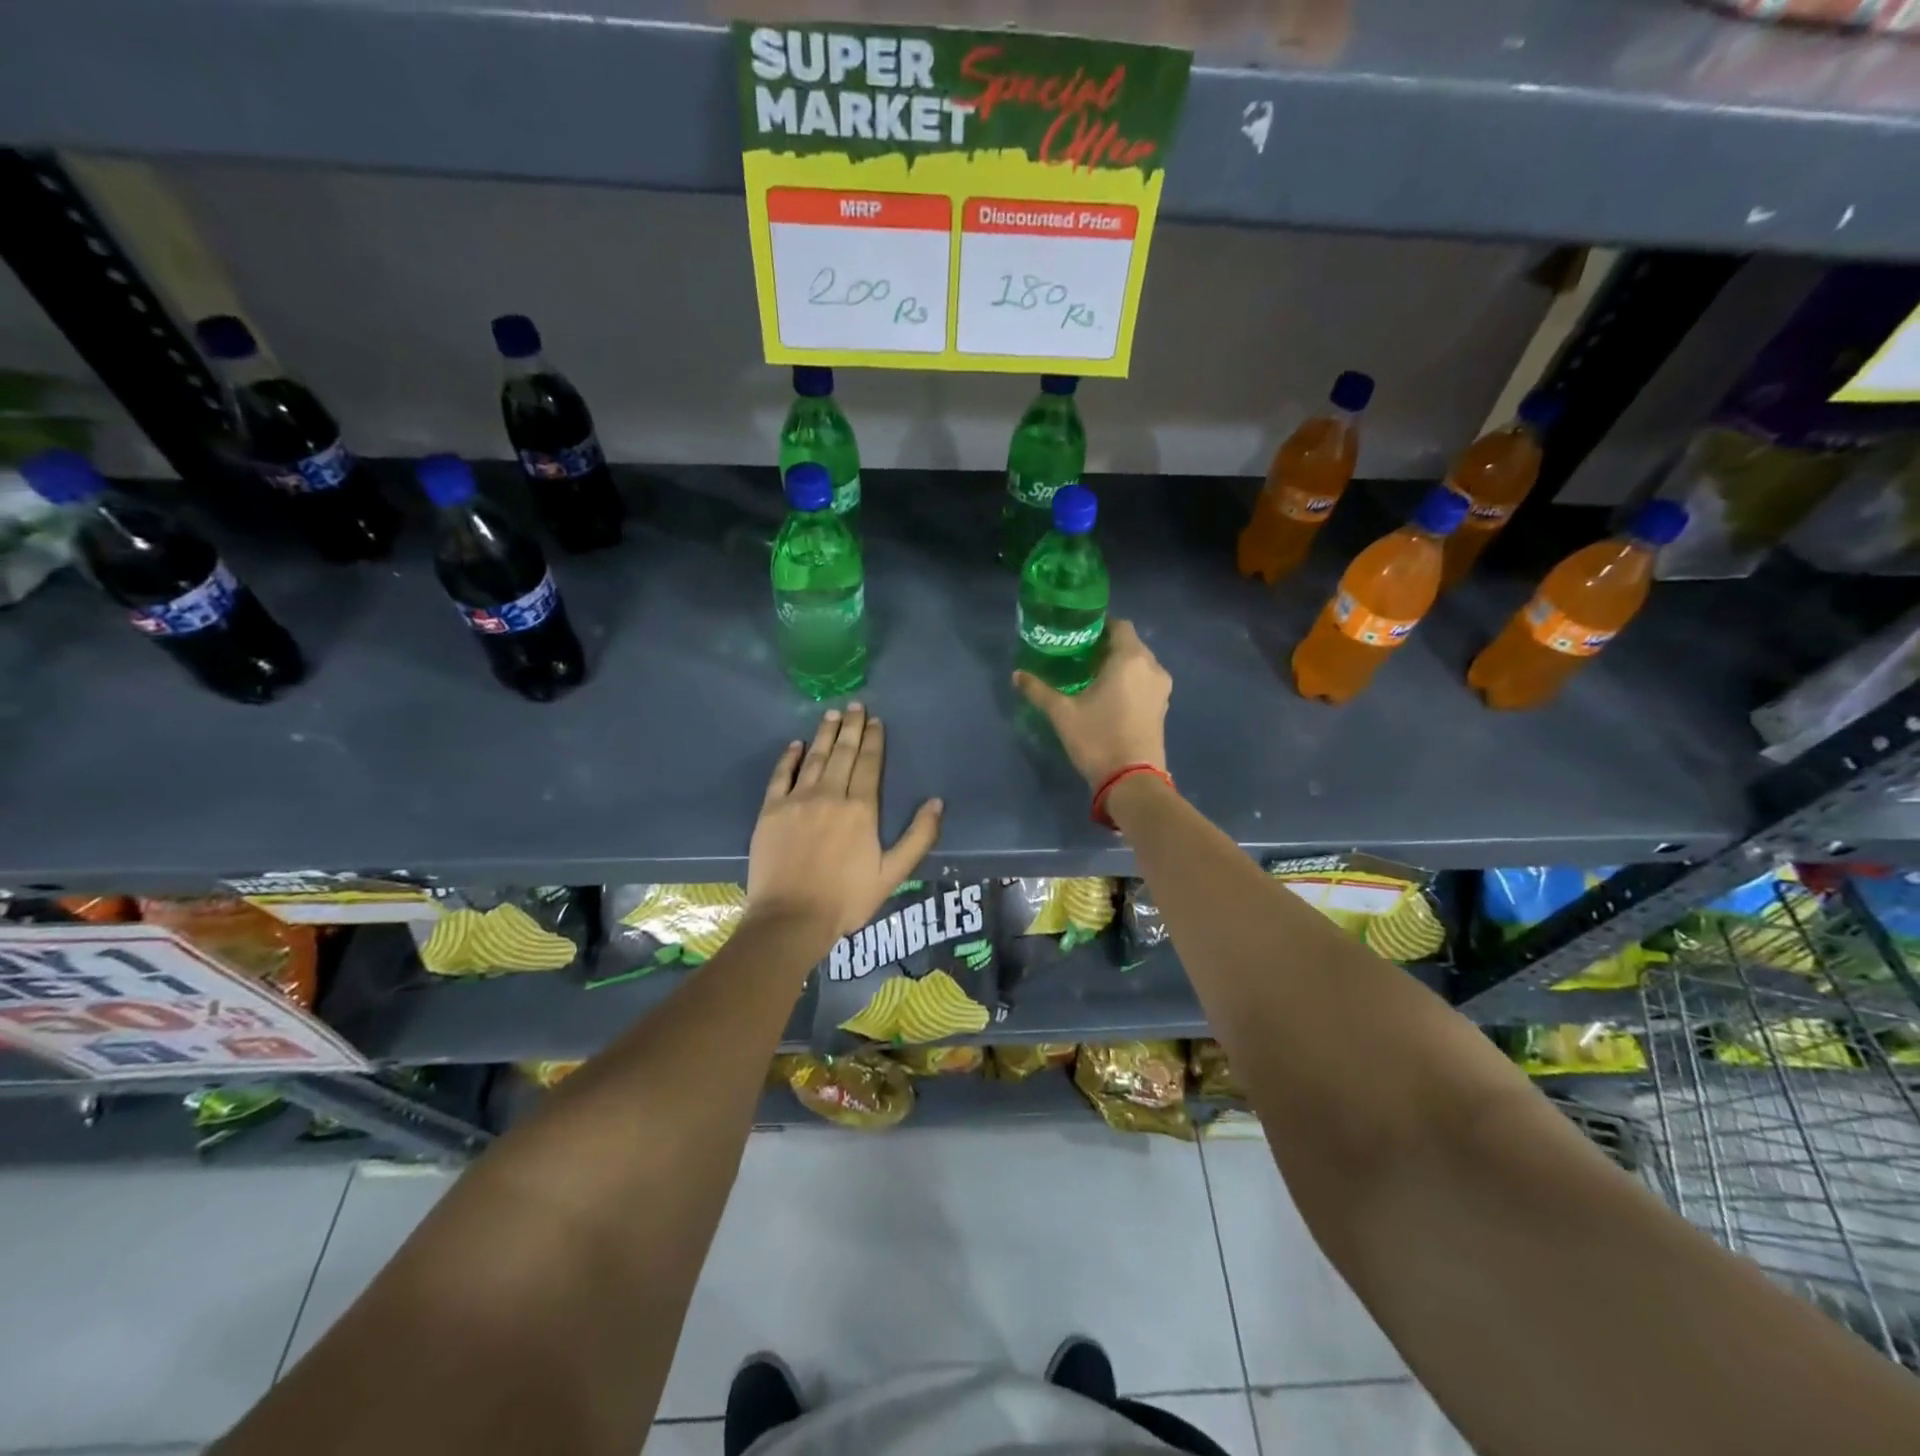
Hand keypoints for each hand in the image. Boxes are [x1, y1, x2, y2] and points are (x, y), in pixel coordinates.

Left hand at [746, 704, 942, 947]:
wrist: (790, 918)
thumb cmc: (846, 899)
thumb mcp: (893, 873)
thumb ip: (918, 836)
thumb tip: (936, 802)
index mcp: (861, 809)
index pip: (869, 764)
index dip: (873, 740)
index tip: (875, 720)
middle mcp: (830, 795)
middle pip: (843, 753)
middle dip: (851, 727)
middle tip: (855, 705)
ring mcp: (797, 800)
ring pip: (815, 758)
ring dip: (824, 734)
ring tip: (831, 714)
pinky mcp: (771, 811)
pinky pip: (781, 776)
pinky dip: (789, 758)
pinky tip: (796, 744)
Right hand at [1013, 618, 1170, 788]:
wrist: (1132, 780)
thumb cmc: (1097, 738)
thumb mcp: (1062, 713)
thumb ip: (1039, 690)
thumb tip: (1016, 675)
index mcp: (1130, 659)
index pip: (1119, 625)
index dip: (1099, 625)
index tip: (1078, 633)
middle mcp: (1151, 667)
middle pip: (1130, 644)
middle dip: (1107, 646)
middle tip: (1079, 655)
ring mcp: (1161, 688)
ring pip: (1139, 664)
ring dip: (1119, 665)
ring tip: (1091, 676)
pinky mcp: (1162, 707)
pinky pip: (1145, 682)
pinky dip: (1129, 681)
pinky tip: (1109, 695)